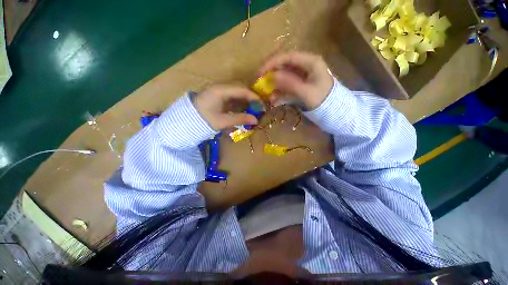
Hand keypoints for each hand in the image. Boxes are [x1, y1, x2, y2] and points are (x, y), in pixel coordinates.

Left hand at [193, 85, 260, 129]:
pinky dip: (240, 103)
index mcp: (220, 90)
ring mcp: (219, 91)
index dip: (254, 97)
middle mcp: (220, 87)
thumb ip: (239, 119)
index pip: (242, 90)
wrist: (186, 120)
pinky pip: (232, 97)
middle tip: (259, 109)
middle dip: (251, 98)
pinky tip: (243, 110)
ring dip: (246, 101)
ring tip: (253, 110)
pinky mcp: (218, 96)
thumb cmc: (203, 120)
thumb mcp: (222, 121)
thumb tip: (256, 120)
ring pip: (237, 93)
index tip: (262, 106)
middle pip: (241, 89)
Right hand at [259, 52, 333, 109]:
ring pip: (284, 78)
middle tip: (260, 83)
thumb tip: (272, 76)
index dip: (272, 62)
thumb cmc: (323, 99)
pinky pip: (287, 87)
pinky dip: (280, 94)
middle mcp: (305, 67)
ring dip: (274, 86)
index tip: (260, 71)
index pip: (287, 57)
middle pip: (284, 66)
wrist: (333, 111)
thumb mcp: (306, 92)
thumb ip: (290, 83)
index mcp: (310, 62)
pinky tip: (274, 101)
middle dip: (271, 75)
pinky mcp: (299, 86)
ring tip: (267, 95)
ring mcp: (301, 77)